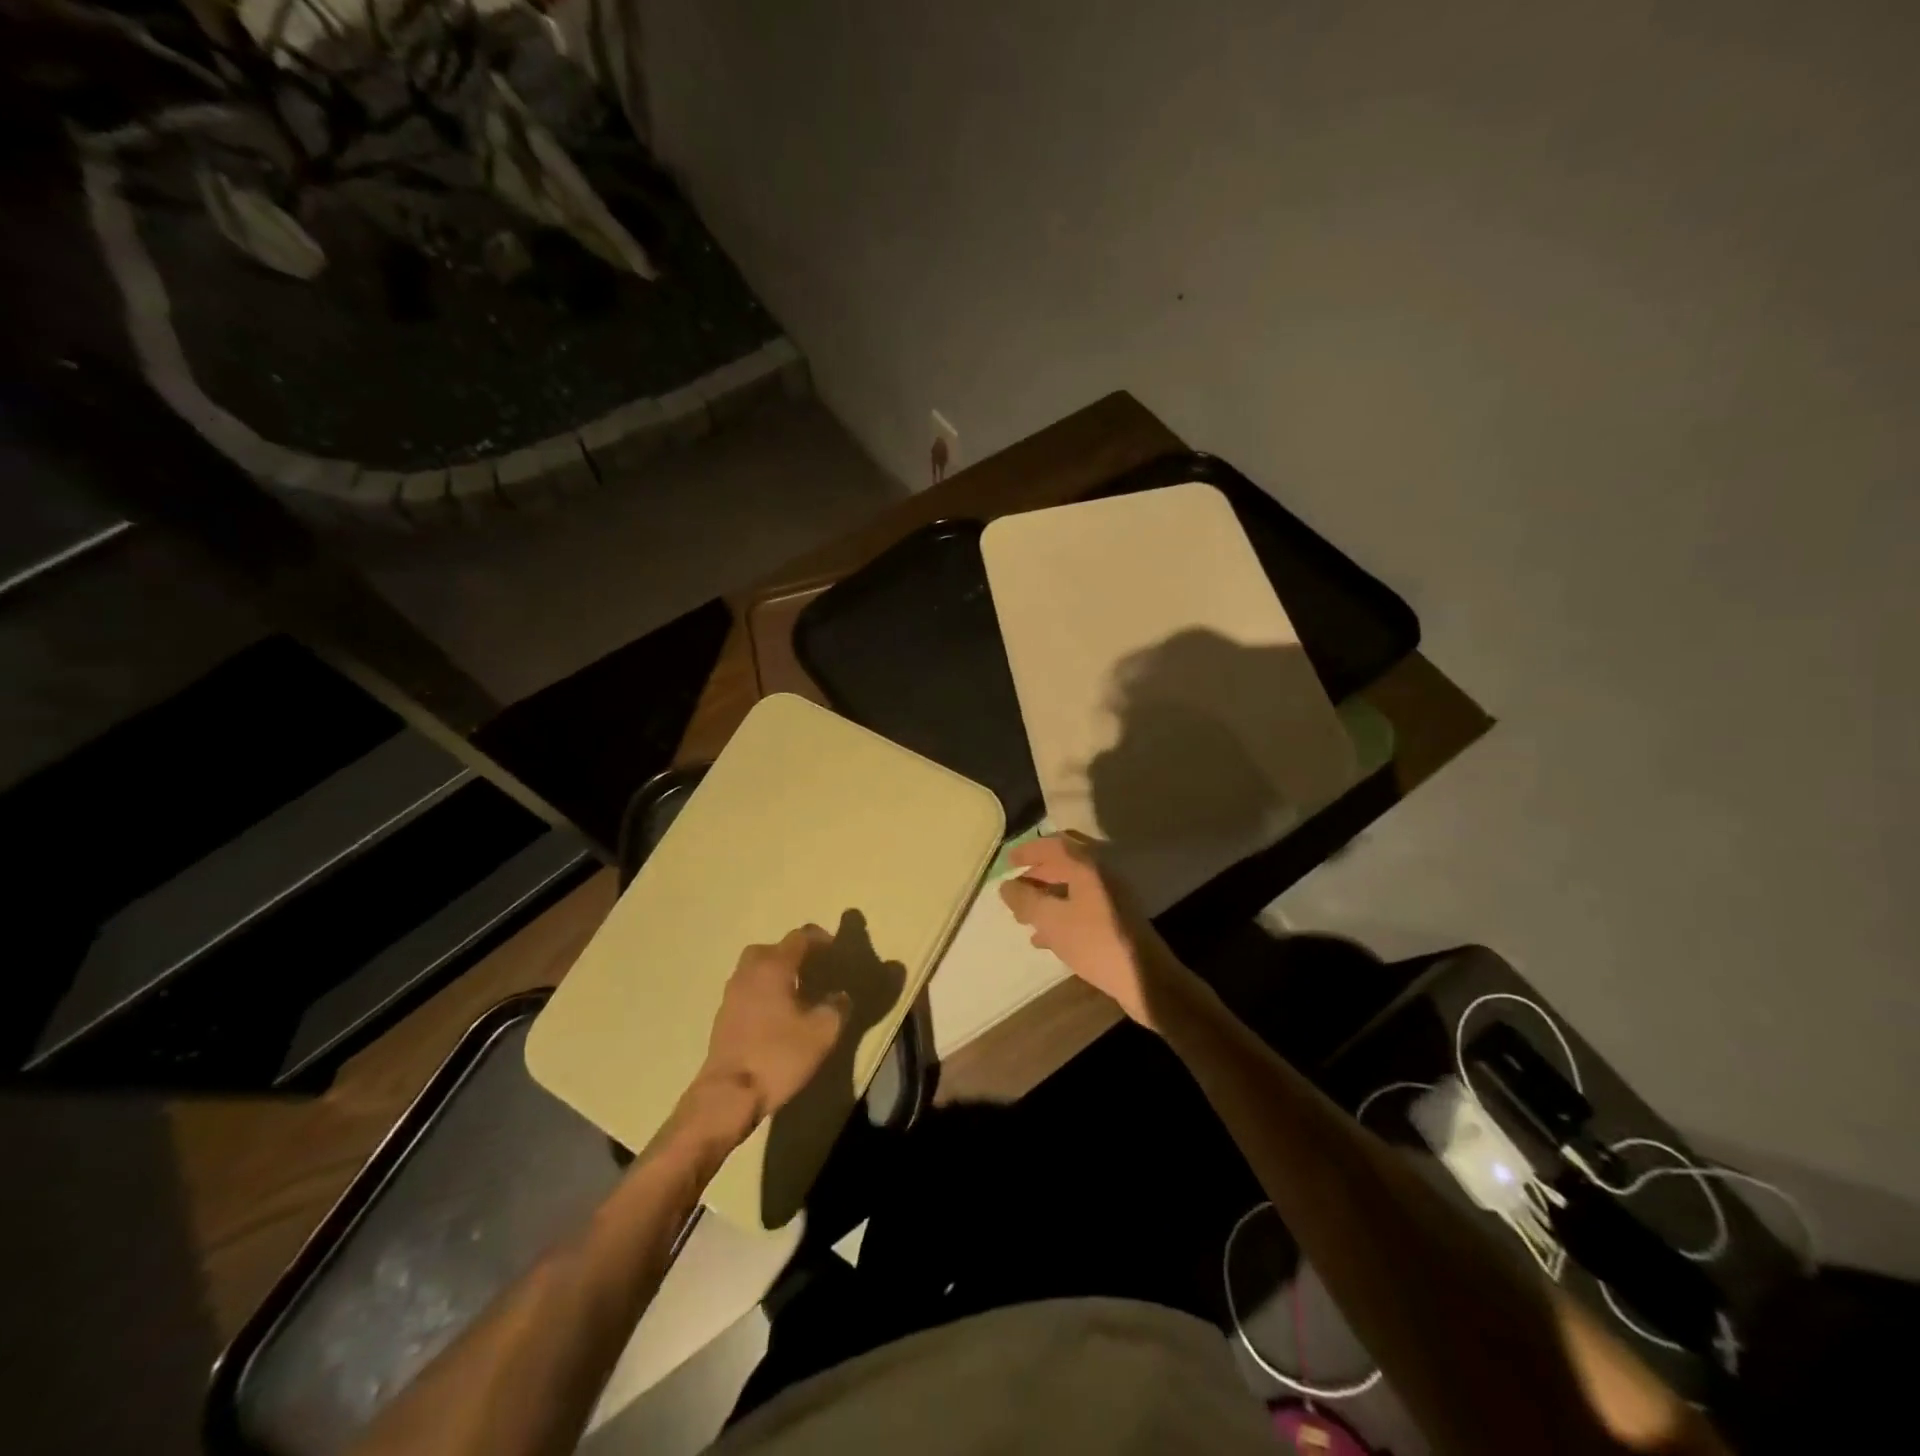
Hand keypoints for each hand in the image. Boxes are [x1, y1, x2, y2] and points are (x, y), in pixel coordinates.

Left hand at [693, 926, 849, 1131]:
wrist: (728, 1095)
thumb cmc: (777, 1056)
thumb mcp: (821, 1033)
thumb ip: (836, 1008)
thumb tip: (840, 996)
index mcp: (773, 967)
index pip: (798, 938)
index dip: (819, 938)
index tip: (834, 948)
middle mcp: (749, 972)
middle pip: (771, 949)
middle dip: (793, 953)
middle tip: (812, 967)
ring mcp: (731, 994)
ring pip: (755, 969)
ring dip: (775, 972)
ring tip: (796, 990)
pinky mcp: (723, 1016)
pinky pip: (747, 989)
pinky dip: (763, 990)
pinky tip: (776, 1012)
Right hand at [999, 833, 1186, 1028]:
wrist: (1145, 979)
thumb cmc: (1095, 942)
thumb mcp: (1052, 921)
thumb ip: (1026, 900)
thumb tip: (1006, 886)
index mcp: (1088, 865)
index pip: (1054, 845)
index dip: (1029, 851)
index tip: (1008, 862)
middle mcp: (1103, 873)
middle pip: (1066, 863)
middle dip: (1039, 873)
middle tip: (1017, 887)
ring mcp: (1113, 896)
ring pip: (1074, 886)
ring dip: (1048, 895)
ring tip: (1024, 915)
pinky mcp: (1117, 919)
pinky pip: (1083, 905)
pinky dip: (1062, 912)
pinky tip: (1044, 936)